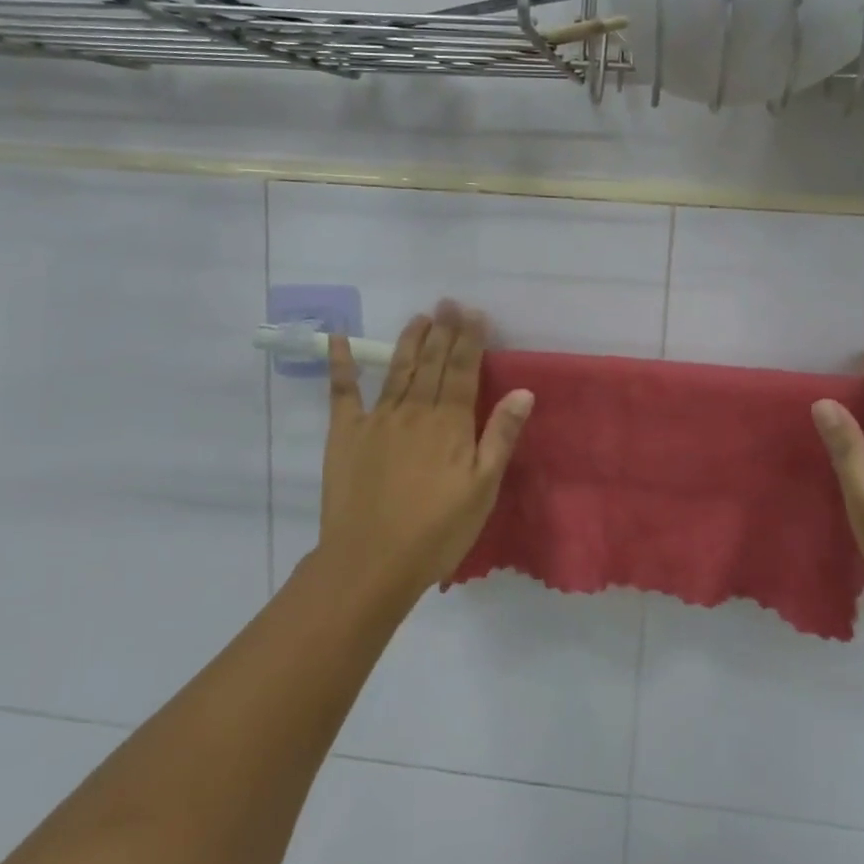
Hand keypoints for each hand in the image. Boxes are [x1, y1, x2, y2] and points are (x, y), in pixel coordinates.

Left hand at [316, 300, 534, 595]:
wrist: (371, 561)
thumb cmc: (436, 531)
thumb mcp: (482, 489)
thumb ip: (501, 437)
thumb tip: (523, 391)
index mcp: (450, 424)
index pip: (464, 371)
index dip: (471, 340)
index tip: (475, 313)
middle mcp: (415, 410)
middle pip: (433, 363)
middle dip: (444, 331)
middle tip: (449, 302)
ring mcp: (378, 418)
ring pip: (398, 369)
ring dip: (411, 340)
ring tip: (420, 317)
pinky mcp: (345, 433)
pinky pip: (343, 391)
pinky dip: (341, 363)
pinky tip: (339, 338)